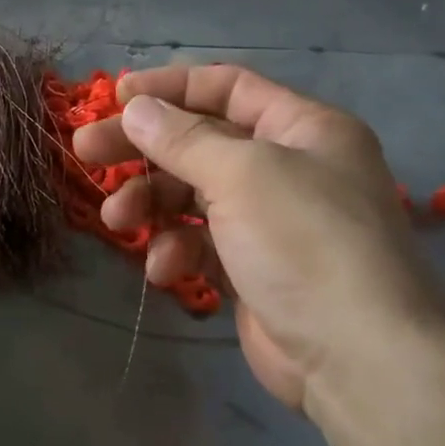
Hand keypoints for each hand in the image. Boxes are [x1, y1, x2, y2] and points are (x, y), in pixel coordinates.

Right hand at [72, 66, 444, 415]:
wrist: (358, 357)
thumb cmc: (304, 243)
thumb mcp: (241, 174)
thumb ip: (182, 138)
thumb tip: (136, 107)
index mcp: (302, 129)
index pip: (227, 88)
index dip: (169, 87)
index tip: (115, 96)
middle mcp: (288, 167)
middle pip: (199, 142)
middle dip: (142, 148)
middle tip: (86, 151)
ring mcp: (270, 221)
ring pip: (192, 195)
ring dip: (150, 203)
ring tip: (116, 220)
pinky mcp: (252, 268)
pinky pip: (200, 243)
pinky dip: (176, 250)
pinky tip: (165, 270)